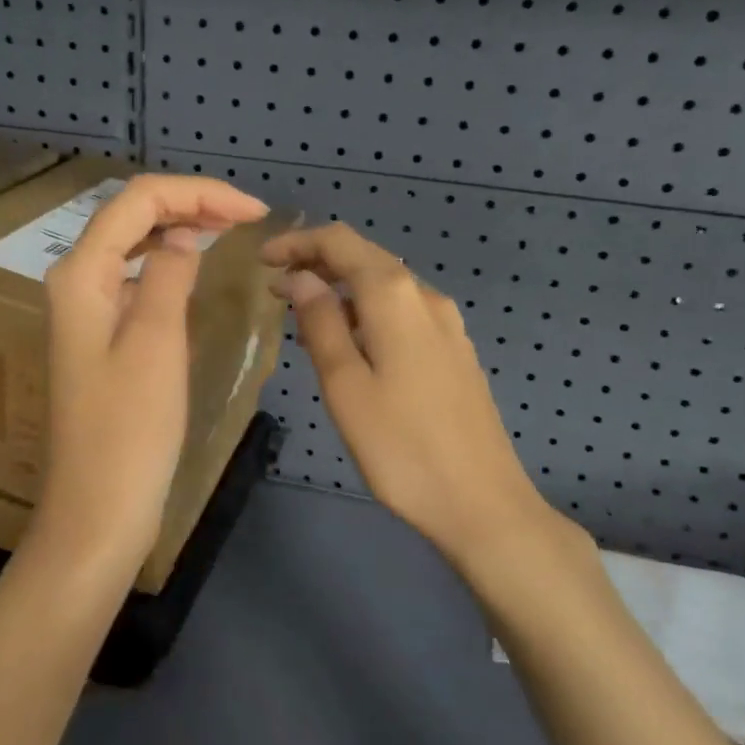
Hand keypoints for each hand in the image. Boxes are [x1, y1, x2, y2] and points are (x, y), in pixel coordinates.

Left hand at [37, 175, 268, 568]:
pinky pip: (133, 276)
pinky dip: (167, 261)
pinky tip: (193, 266)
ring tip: (228, 228)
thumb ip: (169, 276)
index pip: (138, 200)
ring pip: (131, 242)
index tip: (254, 211)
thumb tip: (183, 238)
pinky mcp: (99, 336)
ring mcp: (84, 309)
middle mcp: (75, 280)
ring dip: (178, 225)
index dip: (198, 192)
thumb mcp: (156, 343)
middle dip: (188, 202)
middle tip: (247, 216)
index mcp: (81, 274)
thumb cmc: (130, 430)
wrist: (98, 510)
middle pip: (130, 214)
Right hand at [261, 223, 580, 566]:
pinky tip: (348, 343)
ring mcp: (446, 324)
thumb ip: (320, 322)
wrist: (482, 502)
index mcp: (395, 296)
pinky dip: (366, 311)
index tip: (262, 260)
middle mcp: (425, 297)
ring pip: (385, 285)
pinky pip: (402, 312)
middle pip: (365, 257)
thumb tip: (300, 278)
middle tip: (275, 287)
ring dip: (341, 288)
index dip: (297, 242)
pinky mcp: (454, 350)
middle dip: (317, 262)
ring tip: (302, 317)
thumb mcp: (345, 384)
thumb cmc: (401, 447)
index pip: (340, 242)